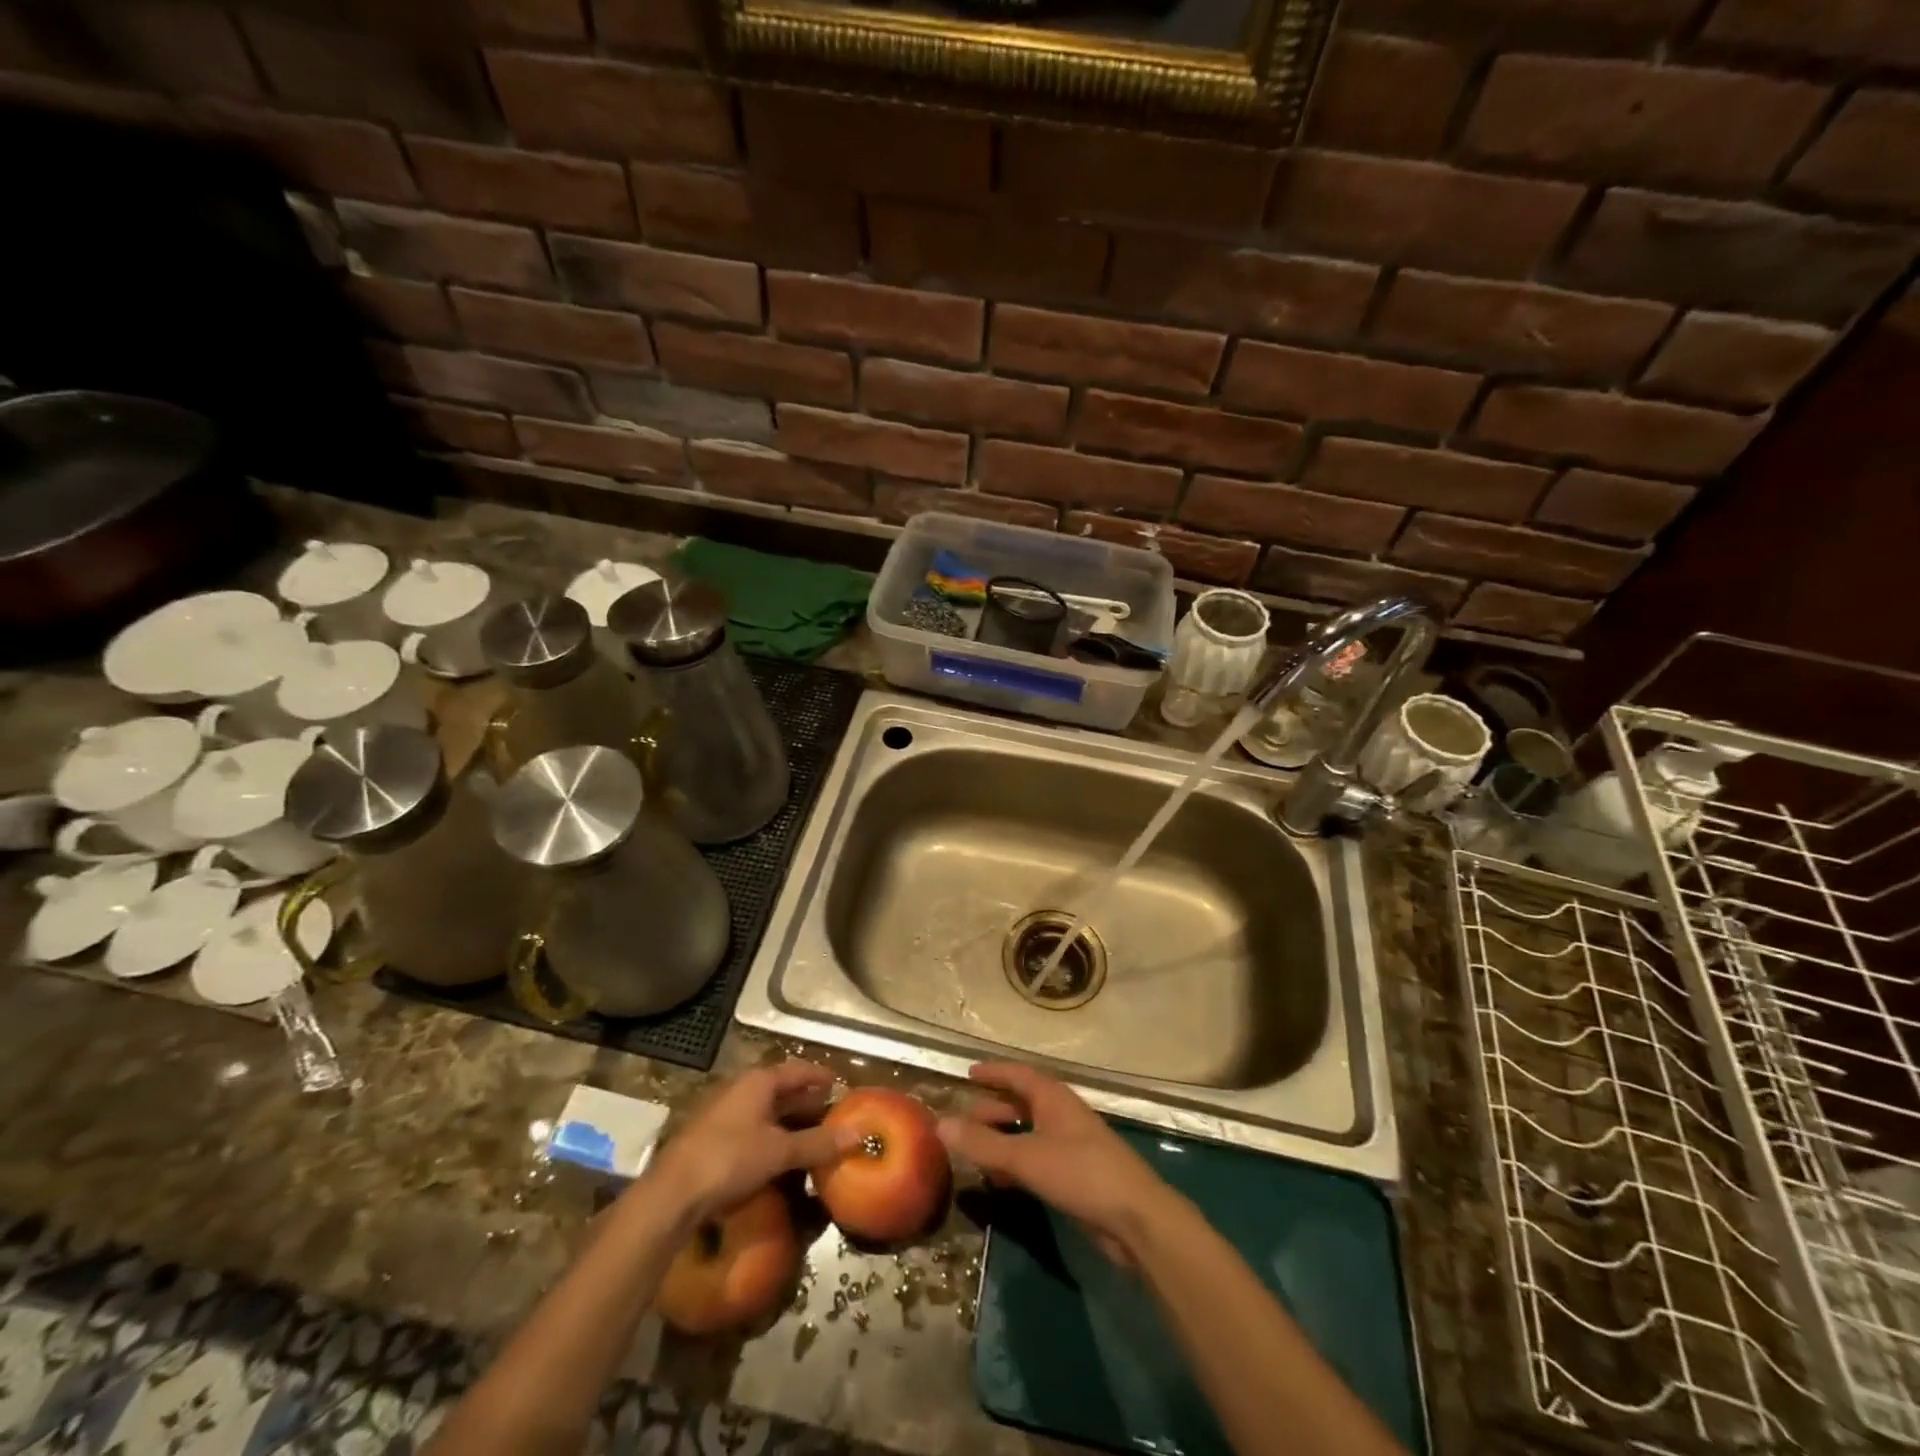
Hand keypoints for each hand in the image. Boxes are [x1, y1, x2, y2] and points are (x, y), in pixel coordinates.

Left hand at [643, 1061, 858, 1221]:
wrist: (672, 1193)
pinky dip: (769, 1134)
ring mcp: (722, 1112)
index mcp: (758, 1081)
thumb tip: (857, 1135)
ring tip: (810, 1133)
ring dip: (787, 1119)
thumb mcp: (779, 1151)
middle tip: (830, 1111)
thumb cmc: (730, 1159)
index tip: (839, 1083)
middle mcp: (740, 1088)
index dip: (819, 1076)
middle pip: (780, 1088)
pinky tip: (778, 1153)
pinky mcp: (710, 1136)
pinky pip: (750, 1126)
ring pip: (764, 1109)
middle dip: (805, 1099)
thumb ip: (817, 1143)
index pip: (797, 1070)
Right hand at [937, 1062, 1181, 1264]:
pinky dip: (1015, 1163)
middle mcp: (1061, 1114)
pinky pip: (1036, 1159)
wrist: (1135, 1218)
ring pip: (1028, 1133)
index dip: (994, 1072)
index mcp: (1053, 1098)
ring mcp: (1070, 1145)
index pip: (1018, 1074)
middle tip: (963, 1119)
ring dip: (1002, 1139)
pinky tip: (999, 1181)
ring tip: (973, 1152)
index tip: (968, 1073)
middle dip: (992, 1109)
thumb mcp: (1025, 1157)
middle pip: (1022, 1103)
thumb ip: (982, 1144)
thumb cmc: (1080, 1173)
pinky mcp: (1075, 1175)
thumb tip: (939, 1124)